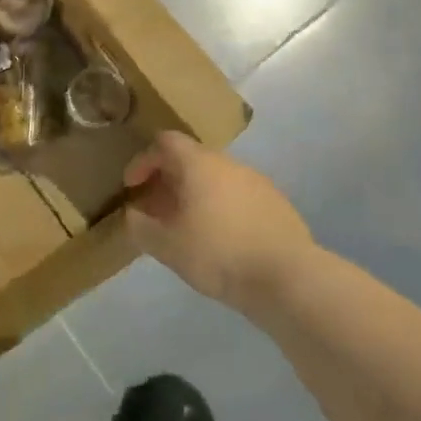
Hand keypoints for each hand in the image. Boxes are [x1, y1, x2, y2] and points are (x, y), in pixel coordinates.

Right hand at [123, 132, 312, 308]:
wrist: (288, 277)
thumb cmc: (219, 254)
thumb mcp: (168, 247)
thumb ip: (142, 228)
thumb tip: (133, 215)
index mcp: (199, 164)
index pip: (165, 142)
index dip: (143, 161)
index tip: (132, 188)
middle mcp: (229, 164)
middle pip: (191, 159)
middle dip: (168, 181)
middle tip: (155, 210)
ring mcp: (257, 182)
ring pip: (216, 178)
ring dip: (195, 195)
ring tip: (185, 227)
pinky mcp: (276, 204)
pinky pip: (238, 196)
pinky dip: (220, 208)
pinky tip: (219, 239)